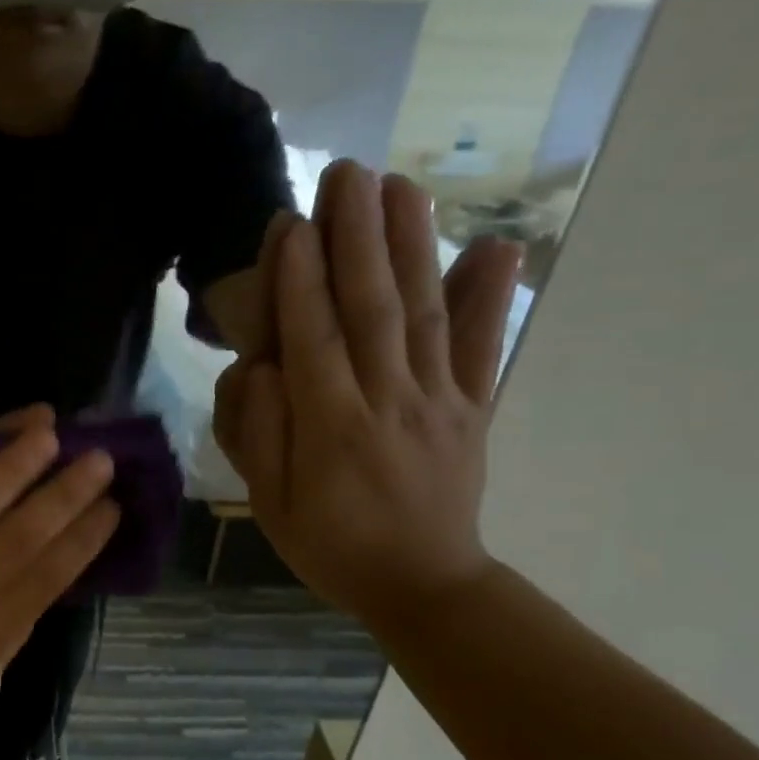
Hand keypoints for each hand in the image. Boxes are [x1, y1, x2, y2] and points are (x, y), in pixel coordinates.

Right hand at [212, 160, 521, 624]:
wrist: (423, 585)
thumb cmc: (330, 546)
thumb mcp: (269, 505)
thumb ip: (259, 434)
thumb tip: (261, 368)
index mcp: (332, 428)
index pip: (313, 337)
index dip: (300, 278)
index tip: (292, 222)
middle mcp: (389, 401)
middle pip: (371, 307)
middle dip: (356, 236)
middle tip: (347, 174)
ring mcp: (439, 401)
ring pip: (424, 312)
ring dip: (411, 245)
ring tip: (401, 186)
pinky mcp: (473, 409)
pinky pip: (483, 349)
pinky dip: (492, 296)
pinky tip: (499, 246)